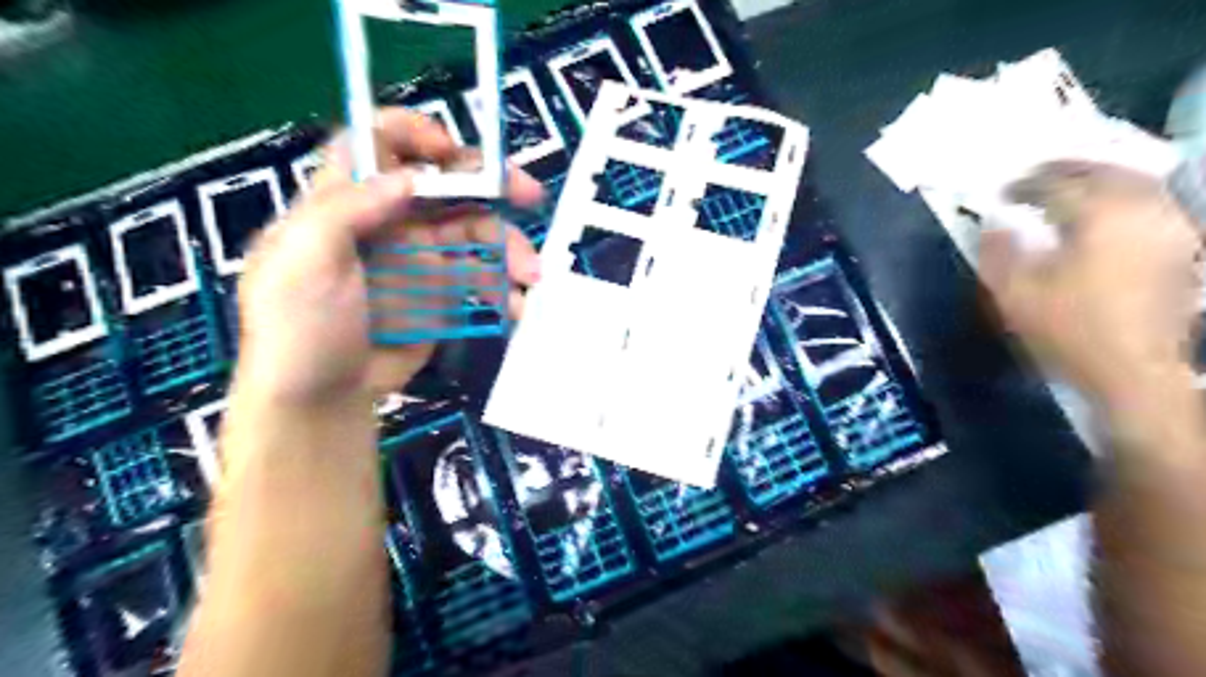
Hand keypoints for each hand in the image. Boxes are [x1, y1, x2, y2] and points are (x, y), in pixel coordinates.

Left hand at [235, 109, 546, 404]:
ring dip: (508, 245)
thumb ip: (345, 210)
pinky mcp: (442, 293)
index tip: (451, 153)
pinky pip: (482, 277)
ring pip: (474, 231)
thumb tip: (407, 177)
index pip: (378, 144)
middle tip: (529, 195)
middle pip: (444, 185)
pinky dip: (505, 287)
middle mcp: (389, 221)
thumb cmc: (300, 330)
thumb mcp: (303, 264)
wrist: (322, 399)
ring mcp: (420, 258)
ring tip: (532, 274)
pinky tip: (517, 305)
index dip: (414, 135)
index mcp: (347, 203)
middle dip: (489, 185)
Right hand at [984, 160, 1199, 410]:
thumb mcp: (1014, 294)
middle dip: (1067, 169)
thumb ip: (999, 252)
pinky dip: (1124, 196)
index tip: (1000, 192)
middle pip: (1105, 171)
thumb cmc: (1068, 329)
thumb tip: (994, 224)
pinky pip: (1152, 202)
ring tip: (1070, 185)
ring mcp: (1169, 226)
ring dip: (1099, 177)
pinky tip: (1106, 209)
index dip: (1024, 185)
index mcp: (1096, 217)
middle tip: (1035, 175)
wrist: (1133, 369)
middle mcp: (1140, 210)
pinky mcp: (1182, 245)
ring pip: (1136, 181)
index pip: (1055, 184)